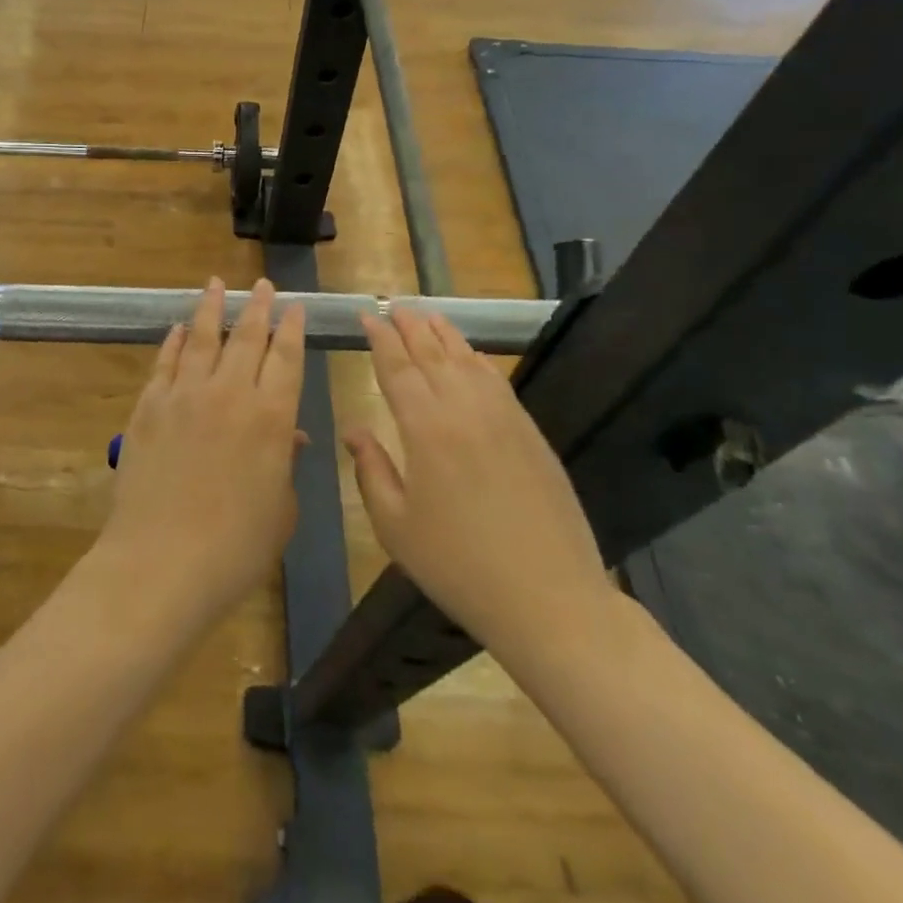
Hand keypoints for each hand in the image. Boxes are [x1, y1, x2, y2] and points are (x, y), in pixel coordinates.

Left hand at [98, 278, 305, 626]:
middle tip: (262, 284)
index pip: (287, 358)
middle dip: (257, 307)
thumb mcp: (280, 509)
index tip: (295, 306)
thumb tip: (287, 434)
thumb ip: (284, 462)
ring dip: (212, 308)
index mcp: (271, 418)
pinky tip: (178, 329)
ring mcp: (184, 396)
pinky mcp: (148, 407)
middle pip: (247, 337)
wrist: (161, 562)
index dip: (293, 328)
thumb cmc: (235, 547)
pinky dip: (174, 342)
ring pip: (202, 338)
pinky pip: (165, 363)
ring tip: (216, 284)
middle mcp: (230, 394)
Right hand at [345, 308, 616, 666]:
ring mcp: (503, 417)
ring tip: (428, 314)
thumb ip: (371, 470)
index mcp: (425, 429)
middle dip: (410, 326)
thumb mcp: (396, 527)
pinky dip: (478, 359)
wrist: (548, 597)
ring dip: (444, 333)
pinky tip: (470, 354)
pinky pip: (497, 380)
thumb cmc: (459, 566)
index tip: (368, 316)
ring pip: (468, 360)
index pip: (397, 369)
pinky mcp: (530, 432)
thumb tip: (355, 429)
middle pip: (432, 354)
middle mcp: (464, 410)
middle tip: (394, 305)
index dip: (380, 339)